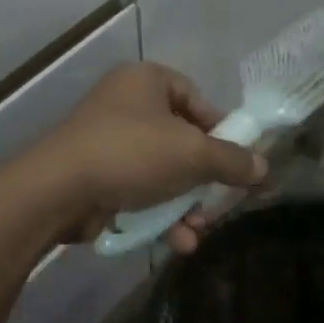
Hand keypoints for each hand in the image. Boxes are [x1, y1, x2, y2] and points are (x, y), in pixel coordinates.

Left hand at [38, 63, 266, 251]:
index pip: (196, 98)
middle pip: (181, 140)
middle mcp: (125, 103)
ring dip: (184, 204)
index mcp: (146, 80)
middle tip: (219, 203)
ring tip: (196, 231)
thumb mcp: (193, 154)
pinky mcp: (96, 174)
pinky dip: (158, 214)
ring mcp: (107, 140)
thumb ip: (232, 160)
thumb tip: (264, 168)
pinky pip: (138, 189)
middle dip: (203, 179)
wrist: (59, 189)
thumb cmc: (132, 153)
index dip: (221, 129)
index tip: (237, 161)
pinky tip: (176, 242)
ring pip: (162, 170)